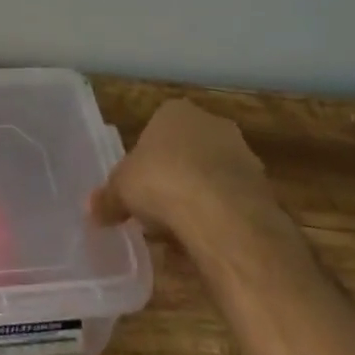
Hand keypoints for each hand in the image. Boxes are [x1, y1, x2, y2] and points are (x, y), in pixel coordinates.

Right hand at [90, 99, 282, 248]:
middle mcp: (211, 123)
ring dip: (200, 199)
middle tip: (158, 210)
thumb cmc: (163, 183)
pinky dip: (221, 219)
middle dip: (176, 177)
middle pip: (187, 151)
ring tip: (182, 233)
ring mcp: (242, 154)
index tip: (140, 186)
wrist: (223, 216)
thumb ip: (108, 198)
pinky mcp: (263, 188)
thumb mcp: (122, 189)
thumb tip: (91, 209)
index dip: (147, 159)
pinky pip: (232, 202)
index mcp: (175, 111)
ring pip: (213, 176)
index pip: (157, 129)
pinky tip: (207, 242)